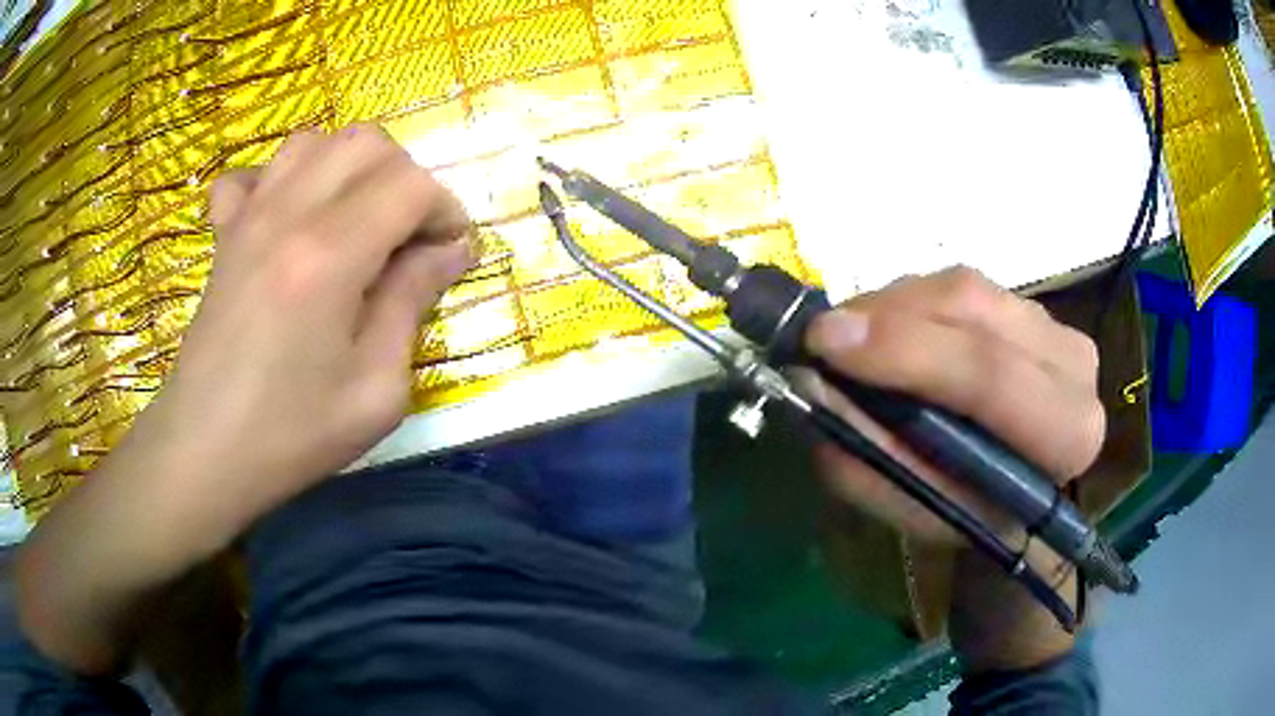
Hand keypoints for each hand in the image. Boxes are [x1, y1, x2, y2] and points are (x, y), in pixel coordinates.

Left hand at [145, 124, 472, 529]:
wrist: (205, 452)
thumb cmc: (291, 434)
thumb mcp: (375, 390)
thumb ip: (412, 303)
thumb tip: (449, 250)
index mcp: (329, 256)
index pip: (411, 184)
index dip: (446, 209)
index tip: (451, 253)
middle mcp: (288, 215)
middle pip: (366, 143)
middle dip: (405, 177)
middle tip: (409, 235)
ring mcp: (248, 217)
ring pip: (314, 142)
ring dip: (349, 168)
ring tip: (356, 219)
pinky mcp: (224, 234)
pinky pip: (253, 174)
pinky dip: (280, 180)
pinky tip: (289, 218)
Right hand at [803, 267, 1105, 669]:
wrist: (1021, 489)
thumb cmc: (975, 513)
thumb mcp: (921, 512)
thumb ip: (872, 461)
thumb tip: (817, 391)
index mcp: (1066, 435)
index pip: (991, 376)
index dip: (908, 352)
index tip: (827, 343)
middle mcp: (1074, 366)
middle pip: (975, 312)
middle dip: (889, 318)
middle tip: (823, 335)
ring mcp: (1055, 324)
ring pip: (964, 287)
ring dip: (894, 307)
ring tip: (850, 337)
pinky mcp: (1031, 305)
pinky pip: (962, 285)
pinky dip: (911, 302)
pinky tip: (887, 329)